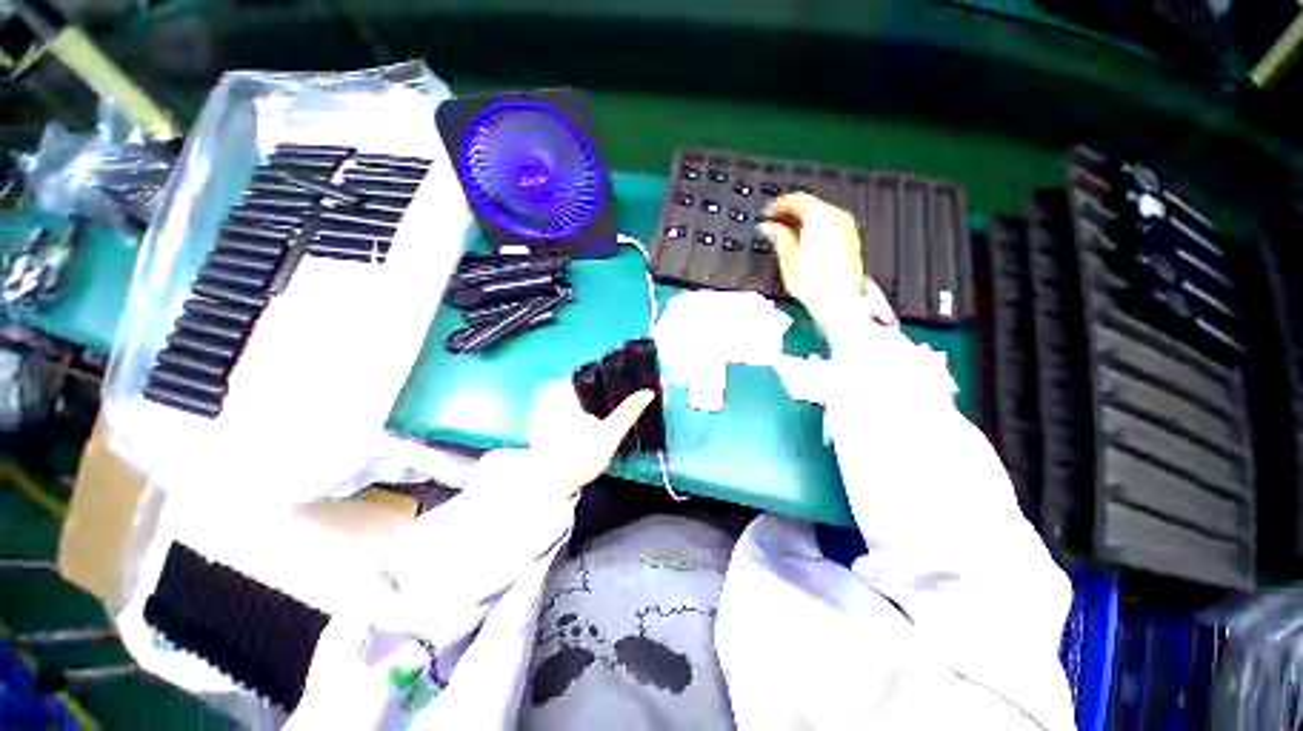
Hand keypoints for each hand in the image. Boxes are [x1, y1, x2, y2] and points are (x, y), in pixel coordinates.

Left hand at [527, 380, 653, 496]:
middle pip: (590, 387)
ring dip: (600, 405)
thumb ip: (629, 411)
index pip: (596, 375)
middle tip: (634, 400)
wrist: (550, 489)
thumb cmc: (577, 459)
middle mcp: (550, 392)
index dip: (618, 381)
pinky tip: (600, 423)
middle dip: (611, 394)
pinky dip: (588, 413)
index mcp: (562, 389)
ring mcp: (546, 407)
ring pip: (583, 399)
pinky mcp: (547, 421)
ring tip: (621, 412)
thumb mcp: (608, 435)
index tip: (637, 386)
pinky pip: (574, 409)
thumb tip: (649, 392)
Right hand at [759, 193, 865, 329]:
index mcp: (819, 216)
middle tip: (774, 224)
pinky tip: (803, 243)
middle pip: (810, 206)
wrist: (840, 301)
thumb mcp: (788, 259)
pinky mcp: (850, 240)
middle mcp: (836, 217)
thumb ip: (779, 237)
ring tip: (786, 235)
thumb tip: (771, 227)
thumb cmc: (815, 283)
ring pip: (820, 215)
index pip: (796, 199)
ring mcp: (846, 228)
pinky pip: (828, 225)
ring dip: (802, 222)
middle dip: (791, 213)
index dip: (779, 205)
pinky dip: (814, 229)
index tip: (768, 212)